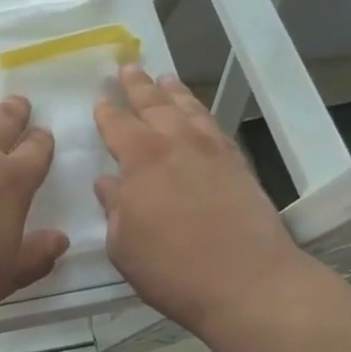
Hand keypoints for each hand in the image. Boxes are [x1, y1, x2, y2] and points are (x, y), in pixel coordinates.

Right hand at [93, 68, 310, 331]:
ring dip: (173, 92)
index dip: (107, 112)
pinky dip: (202, 115)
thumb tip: (109, 184)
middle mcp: (177, 143)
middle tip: (128, 68)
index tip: (100, 100)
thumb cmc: (172, 268)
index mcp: (141, 158)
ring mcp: (212, 151)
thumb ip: (114, 209)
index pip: (118, 125)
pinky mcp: (239, 165)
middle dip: (138, 85)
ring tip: (165, 79)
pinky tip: (198, 117)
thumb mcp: (123, 244)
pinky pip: (215, 128)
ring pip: (189, 109)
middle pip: (154, 104)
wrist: (250, 283)